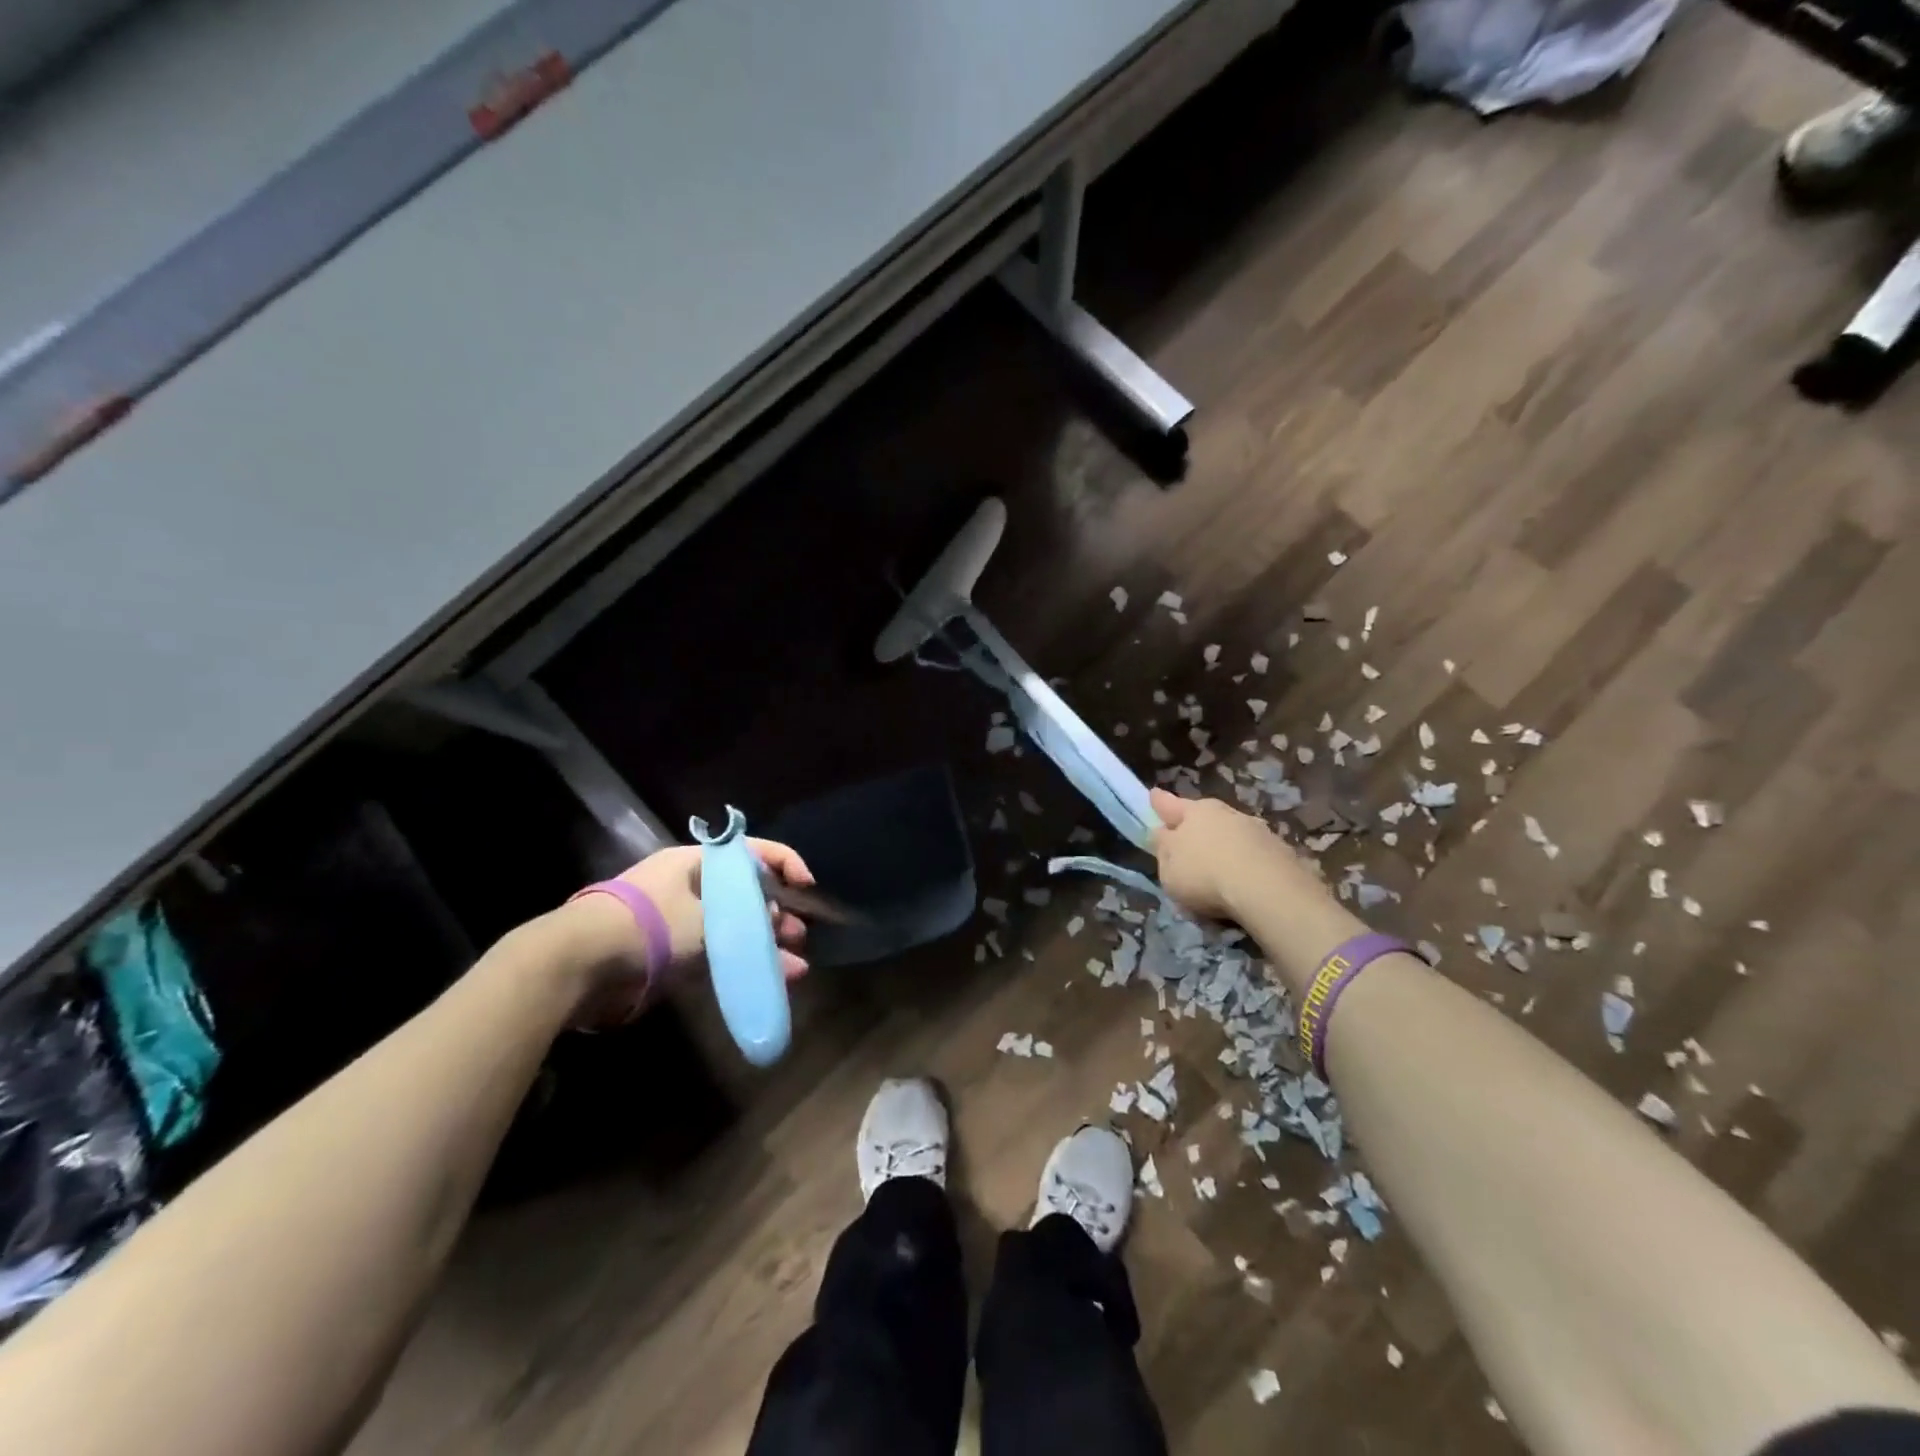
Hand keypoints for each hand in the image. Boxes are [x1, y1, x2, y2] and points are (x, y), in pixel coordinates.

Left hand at [562, 840, 812, 1027]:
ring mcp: (680, 919)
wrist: (579, 964)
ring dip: (765, 944)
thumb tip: (775, 924)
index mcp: (698, 861)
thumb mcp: (709, 920)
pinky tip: (767, 980)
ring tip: (794, 966)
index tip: (808, 889)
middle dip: (778, 913)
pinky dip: (741, 963)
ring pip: (735, 926)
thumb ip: (749, 921)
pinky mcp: (670, 952)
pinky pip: (717, 953)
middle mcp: (691, 884)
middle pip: (747, 892)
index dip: (787, 864)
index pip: (754, 852)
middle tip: (800, 935)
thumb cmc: (649, 927)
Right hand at [1150, 788, 1315, 921]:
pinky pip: (1254, 852)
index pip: (1170, 805)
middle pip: (1204, 815)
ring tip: (1219, 864)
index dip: (1160, 802)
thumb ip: (1164, 850)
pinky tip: (1244, 878)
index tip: (1154, 795)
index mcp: (1193, 812)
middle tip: (1188, 835)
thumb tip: (1164, 835)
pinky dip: (1246, 861)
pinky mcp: (1280, 850)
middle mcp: (1225, 813)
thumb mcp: (1168, 869)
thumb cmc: (1204, 875)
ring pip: (1232, 832)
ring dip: (1224, 843)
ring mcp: (1256, 830)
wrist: (1267, 889)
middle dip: (1196, 823)